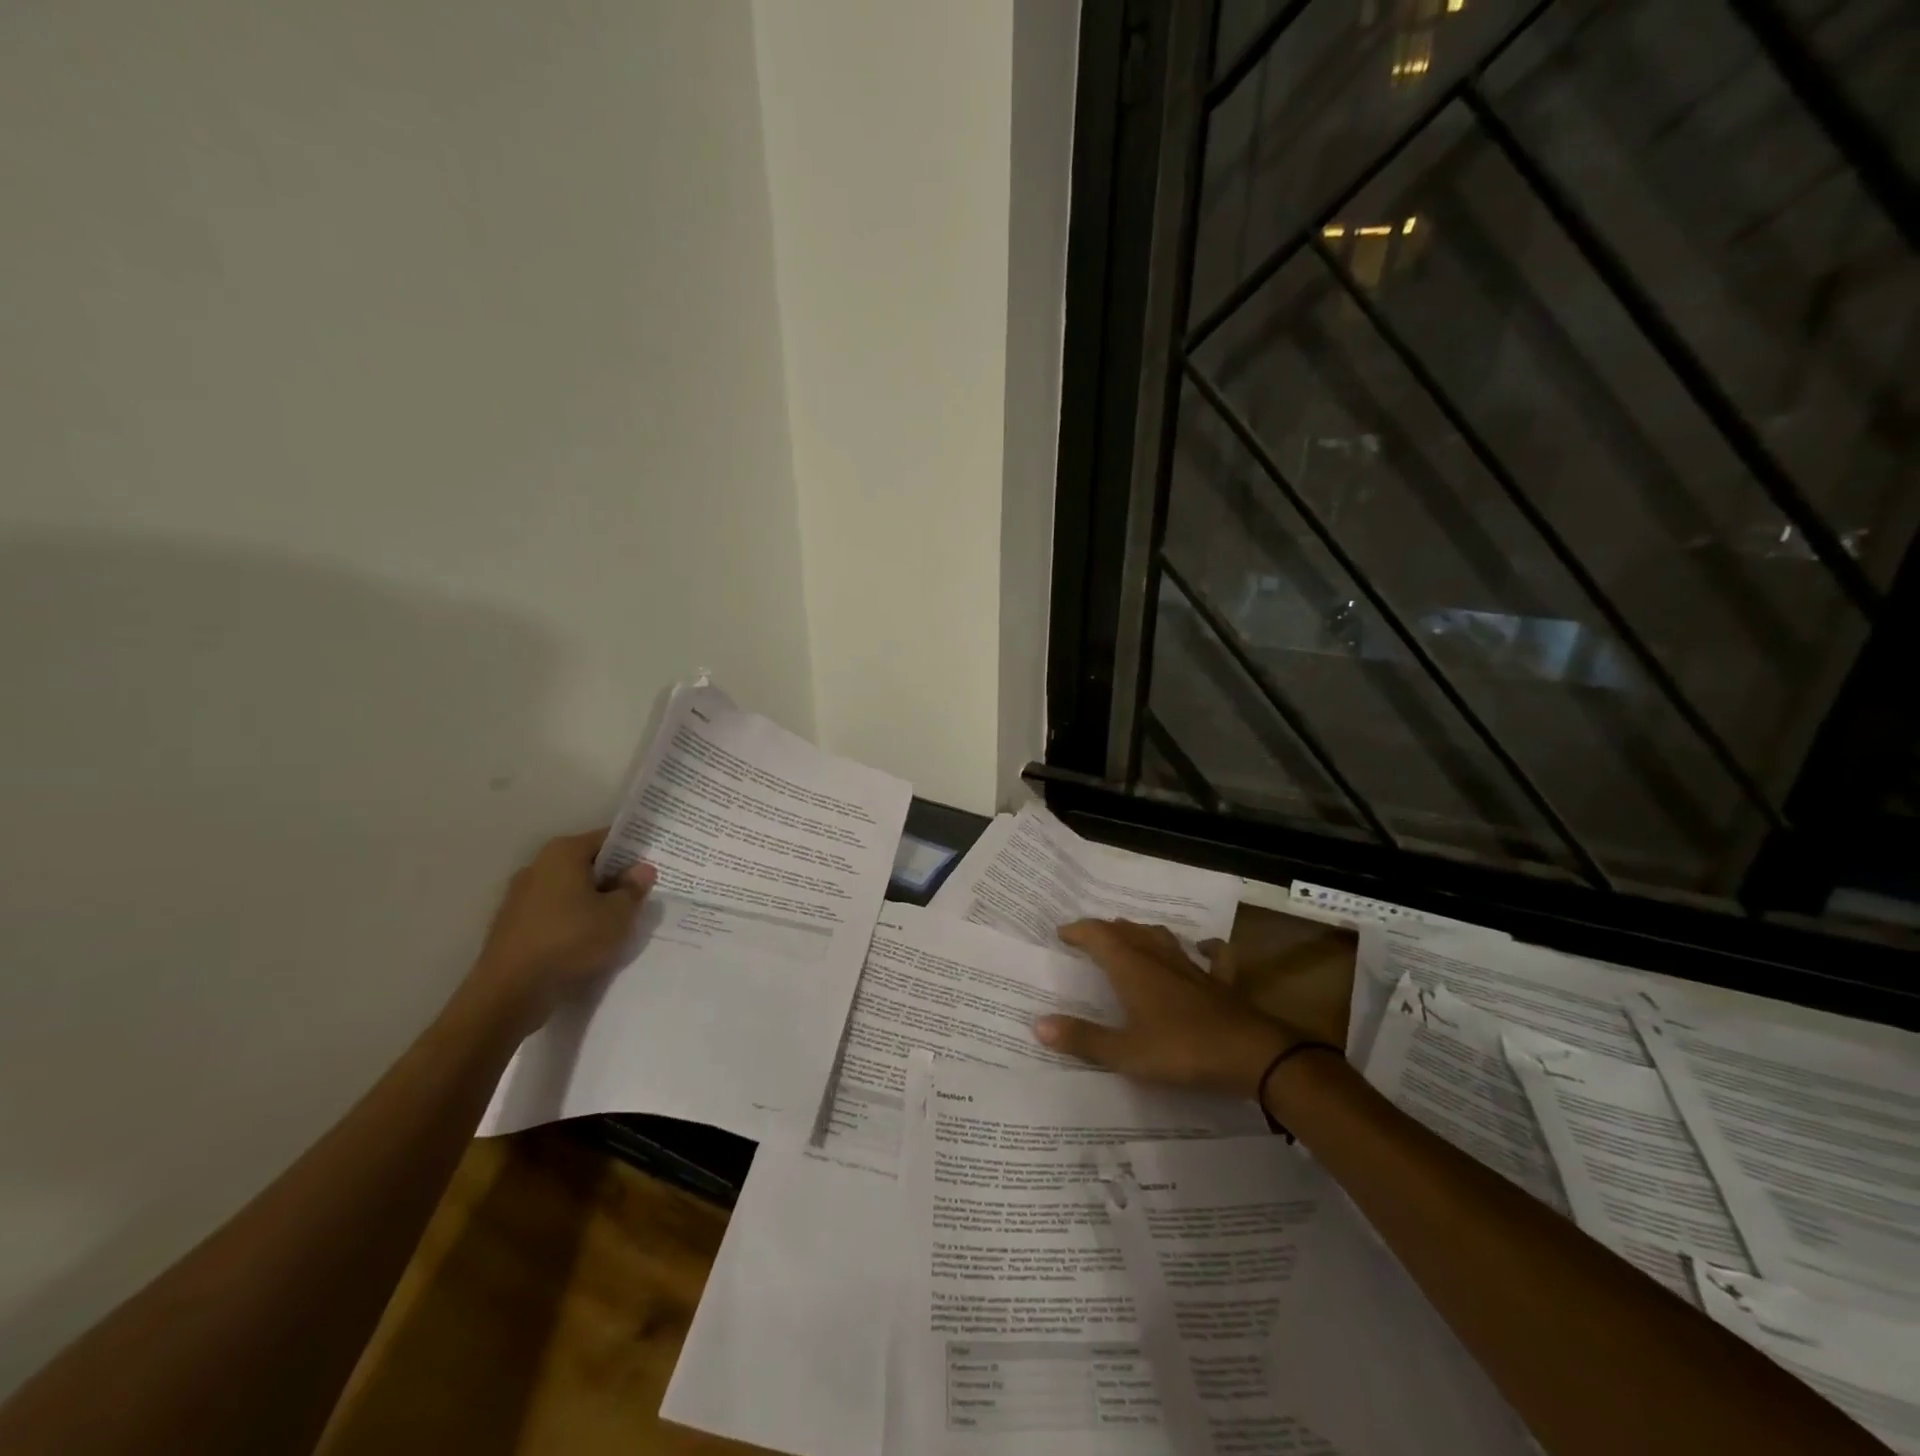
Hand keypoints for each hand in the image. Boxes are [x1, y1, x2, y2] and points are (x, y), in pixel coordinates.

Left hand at [459, 829, 656, 1030]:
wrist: (509, 994)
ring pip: (570, 890)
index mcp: (563, 853)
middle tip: (642, 895)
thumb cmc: (570, 941)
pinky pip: (554, 913)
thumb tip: (642, 869)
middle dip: (614, 878)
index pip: (608, 838)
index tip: (655, 865)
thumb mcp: (618, 915)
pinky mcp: (513, 925)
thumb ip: (633, 888)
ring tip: (618, 922)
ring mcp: (520, 896)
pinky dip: (573, 920)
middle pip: (587, 864)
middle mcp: (538, 866)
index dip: (635, 851)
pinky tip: (588, 941)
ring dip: (593, 901)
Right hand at [1034, 919, 1308, 1099]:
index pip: (1098, 936)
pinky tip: (1203, 948)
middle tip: (1089, 937)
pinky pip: (1212, 956)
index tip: (1061, 933)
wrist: (1252, 1055)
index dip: (1078, 931)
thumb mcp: (1126, 1053)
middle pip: (1128, 931)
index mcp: (1132, 968)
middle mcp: (1159, 958)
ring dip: (1143, 933)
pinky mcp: (1220, 983)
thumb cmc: (1182, 1051)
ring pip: (1163, 938)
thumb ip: (1083, 1039)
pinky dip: (1205, 949)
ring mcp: (1193, 968)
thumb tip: (1038, 1024)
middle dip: (1106, 930)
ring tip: (1130, 934)